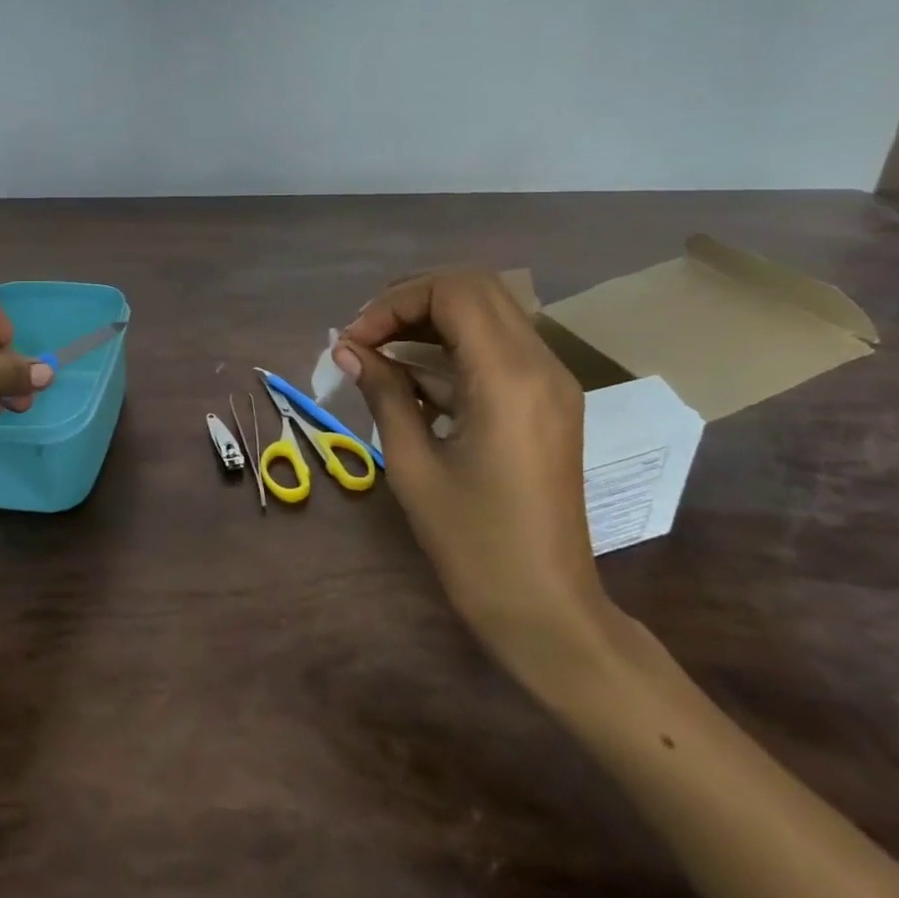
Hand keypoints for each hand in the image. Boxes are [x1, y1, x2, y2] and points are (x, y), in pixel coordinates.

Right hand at [336, 268, 621, 681]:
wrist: (546, 609)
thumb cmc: (473, 543)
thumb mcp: (412, 464)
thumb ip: (383, 392)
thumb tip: (347, 348)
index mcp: (509, 379)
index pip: (454, 291)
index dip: (395, 303)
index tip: (355, 340)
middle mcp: (540, 365)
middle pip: (475, 288)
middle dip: (412, 300)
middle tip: (366, 335)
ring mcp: (551, 382)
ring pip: (488, 312)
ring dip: (431, 320)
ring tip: (379, 352)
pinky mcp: (549, 400)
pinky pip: (498, 346)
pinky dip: (452, 346)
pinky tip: (412, 379)